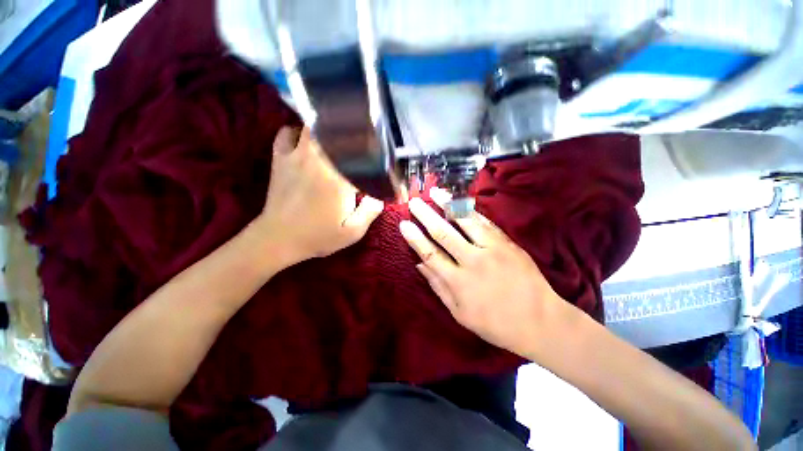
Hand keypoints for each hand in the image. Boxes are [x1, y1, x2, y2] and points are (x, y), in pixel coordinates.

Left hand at [254, 127, 383, 265]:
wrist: (278, 239)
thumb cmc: (318, 236)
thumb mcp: (353, 232)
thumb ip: (371, 211)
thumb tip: (379, 194)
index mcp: (340, 179)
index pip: (363, 157)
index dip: (375, 159)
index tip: (379, 165)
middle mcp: (320, 160)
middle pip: (339, 131)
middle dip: (352, 135)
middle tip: (361, 145)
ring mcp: (297, 155)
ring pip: (314, 125)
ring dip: (327, 130)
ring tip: (336, 141)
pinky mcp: (280, 157)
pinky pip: (288, 132)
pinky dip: (298, 133)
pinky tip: (306, 144)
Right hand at [399, 192, 562, 357]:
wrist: (540, 321)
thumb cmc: (495, 323)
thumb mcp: (460, 313)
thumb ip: (438, 287)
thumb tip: (419, 265)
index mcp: (458, 282)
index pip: (430, 254)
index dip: (415, 238)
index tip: (403, 224)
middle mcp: (473, 261)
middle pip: (443, 233)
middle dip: (426, 215)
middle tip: (414, 202)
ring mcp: (492, 249)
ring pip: (465, 221)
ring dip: (447, 205)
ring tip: (434, 192)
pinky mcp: (508, 243)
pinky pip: (486, 222)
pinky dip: (470, 211)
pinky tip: (460, 202)